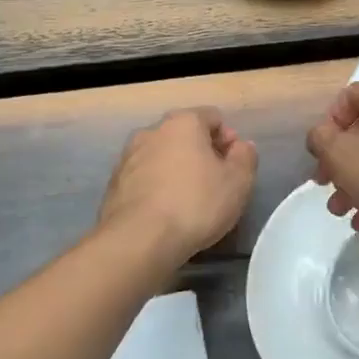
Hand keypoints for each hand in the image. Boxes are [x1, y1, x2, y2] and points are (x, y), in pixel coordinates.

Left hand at [99, 108, 257, 261]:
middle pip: (184, 135)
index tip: (233, 166)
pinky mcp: (113, 184)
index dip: (228, 139)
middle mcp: (151, 131)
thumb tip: (241, 146)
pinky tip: (165, 213)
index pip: (213, 117)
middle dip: (201, 153)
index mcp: (183, 122)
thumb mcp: (238, 182)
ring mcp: (128, 157)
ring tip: (188, 201)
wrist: (139, 240)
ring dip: (176, 170)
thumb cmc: (195, 204)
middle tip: (214, 183)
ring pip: (161, 156)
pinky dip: (156, 187)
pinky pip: (144, 178)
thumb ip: (245, 157)